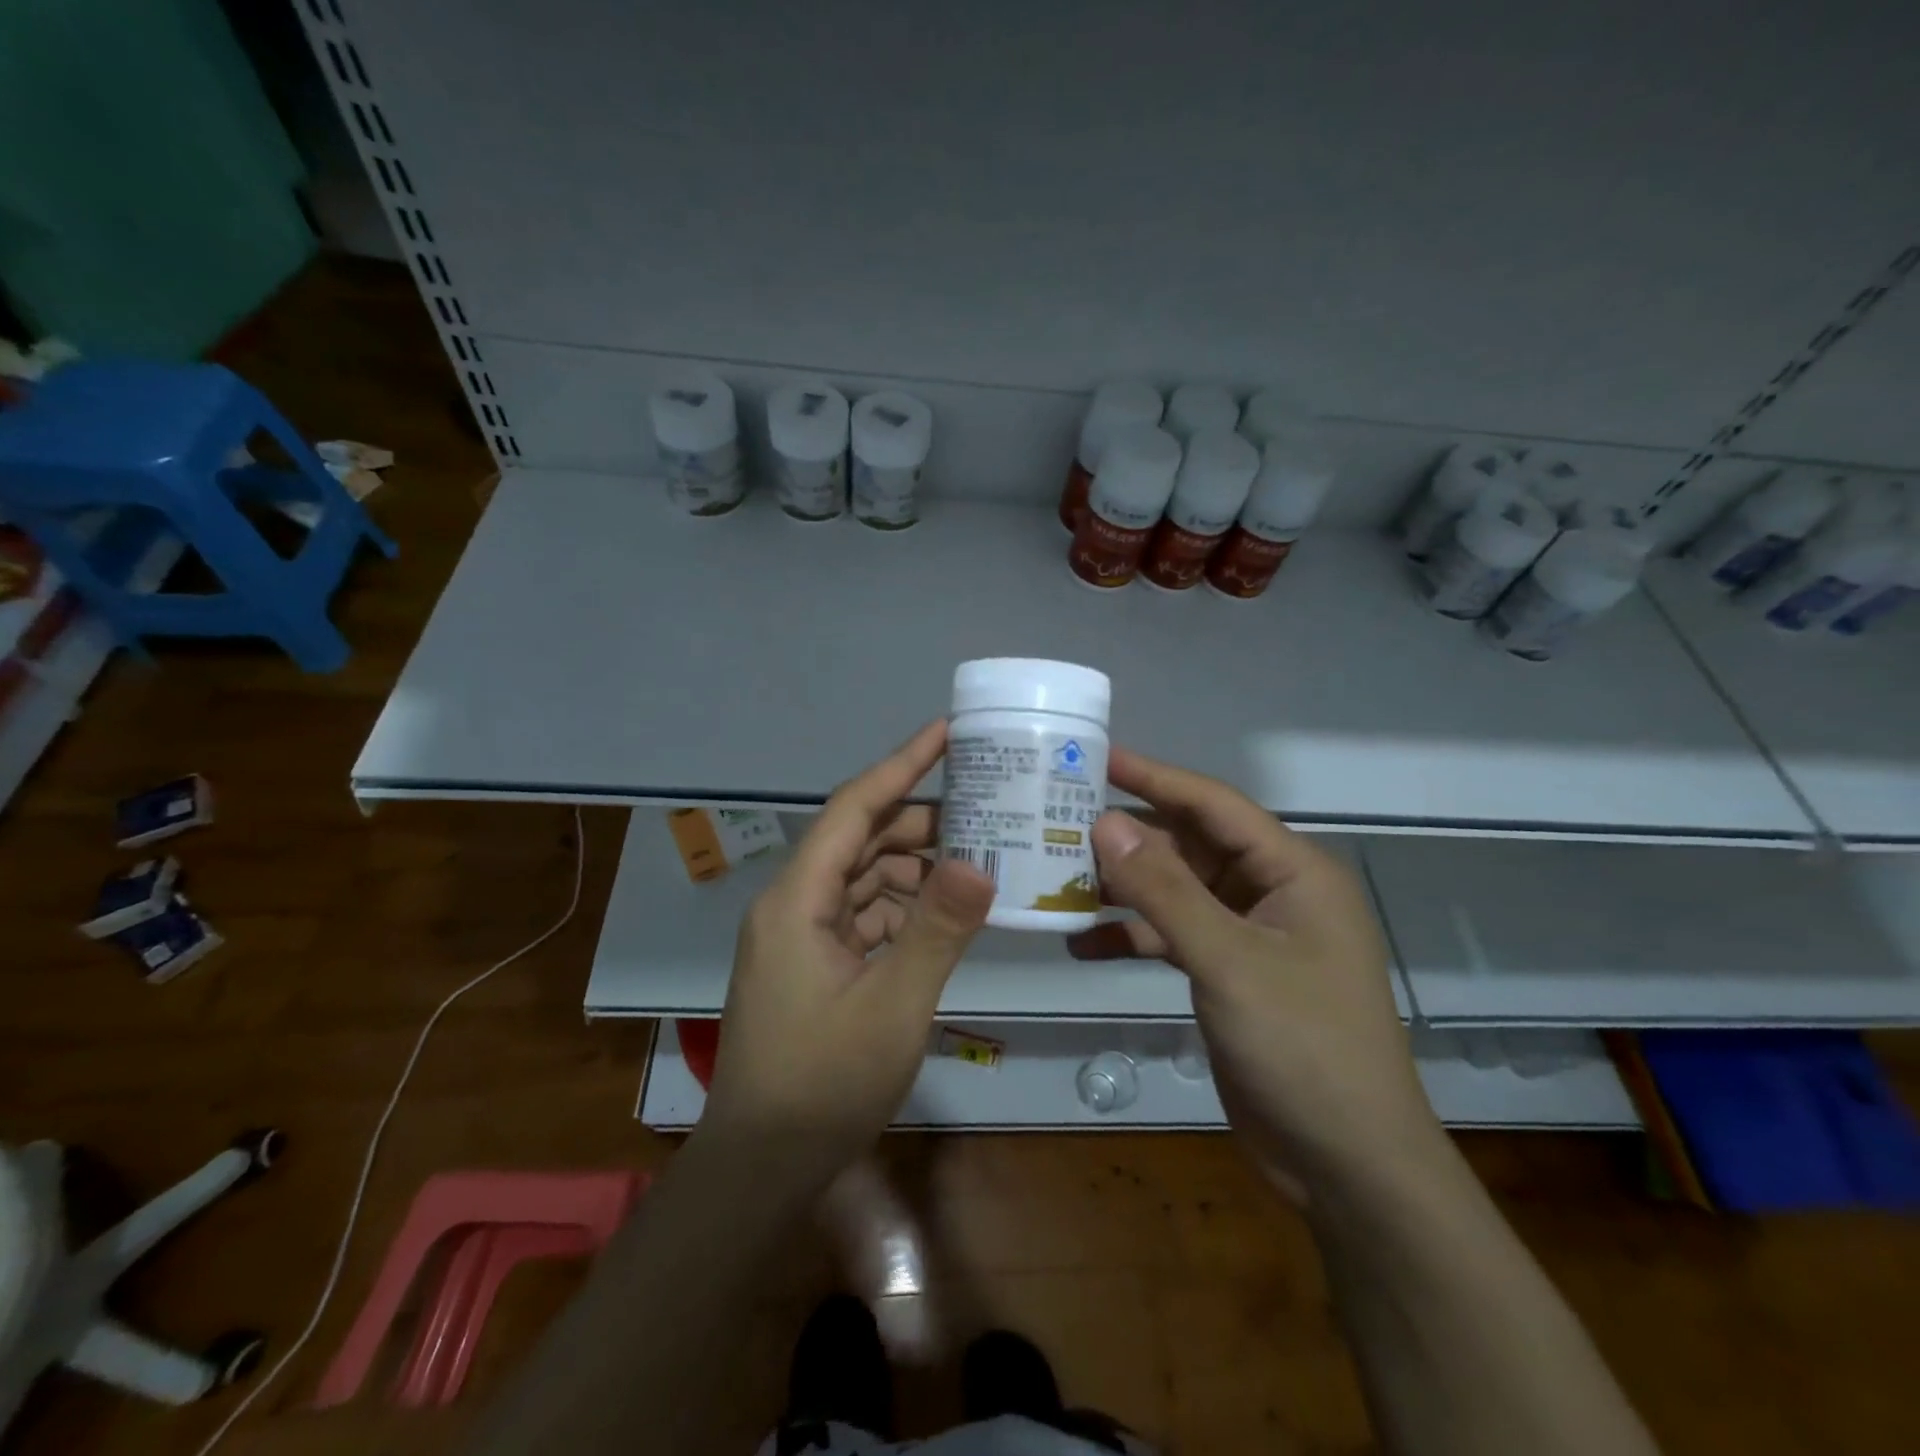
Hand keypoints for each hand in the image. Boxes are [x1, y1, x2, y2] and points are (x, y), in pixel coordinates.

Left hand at [700, 721, 993, 1183]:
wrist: (762, 1167)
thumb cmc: (823, 1084)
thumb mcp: (894, 1005)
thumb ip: (938, 929)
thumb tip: (982, 861)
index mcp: (797, 898)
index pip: (853, 807)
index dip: (901, 764)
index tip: (947, 731)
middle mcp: (793, 903)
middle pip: (861, 839)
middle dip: (921, 821)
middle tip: (987, 808)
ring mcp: (802, 934)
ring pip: (865, 877)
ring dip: (916, 867)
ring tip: (979, 858)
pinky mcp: (815, 962)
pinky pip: (864, 914)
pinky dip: (904, 907)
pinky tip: (947, 912)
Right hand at [1070, 748, 1443, 1202]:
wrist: (1346, 1165)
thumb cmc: (1303, 1048)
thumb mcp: (1229, 962)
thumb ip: (1164, 891)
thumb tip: (1105, 823)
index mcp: (1292, 872)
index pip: (1213, 805)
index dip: (1154, 777)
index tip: (1096, 757)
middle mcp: (1270, 892)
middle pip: (1189, 845)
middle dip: (1129, 835)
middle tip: (1060, 817)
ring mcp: (1248, 935)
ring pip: (1175, 891)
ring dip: (1123, 887)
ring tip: (1058, 876)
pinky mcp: (1227, 973)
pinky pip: (1171, 936)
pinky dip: (1131, 936)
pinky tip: (1081, 943)